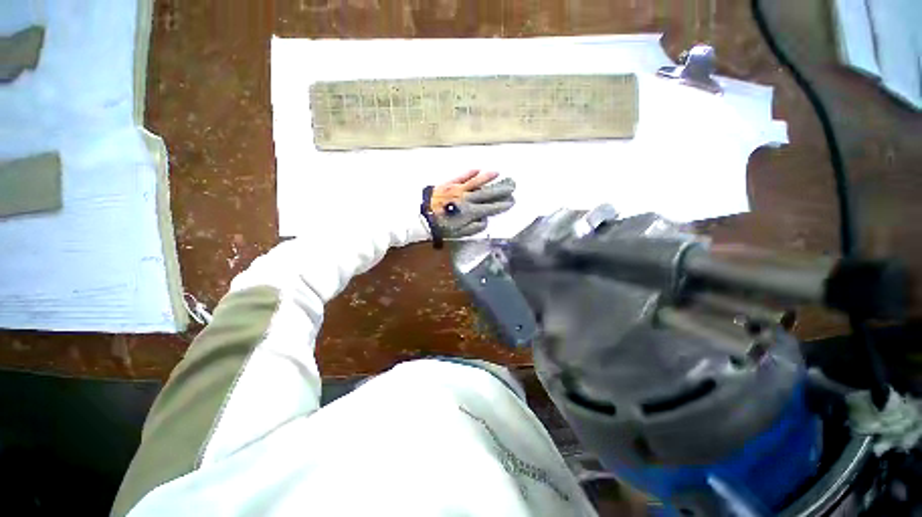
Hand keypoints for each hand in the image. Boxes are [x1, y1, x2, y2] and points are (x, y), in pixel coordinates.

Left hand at [428, 170, 515, 237]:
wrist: (421, 216)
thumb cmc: (440, 227)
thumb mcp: (458, 233)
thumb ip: (473, 228)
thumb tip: (485, 220)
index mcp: (470, 212)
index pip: (490, 208)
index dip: (501, 205)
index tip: (511, 202)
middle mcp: (467, 198)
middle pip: (486, 193)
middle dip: (500, 190)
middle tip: (511, 186)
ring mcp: (458, 189)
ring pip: (476, 182)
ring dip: (487, 178)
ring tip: (498, 173)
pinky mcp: (449, 184)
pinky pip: (461, 176)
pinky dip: (470, 172)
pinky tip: (477, 168)